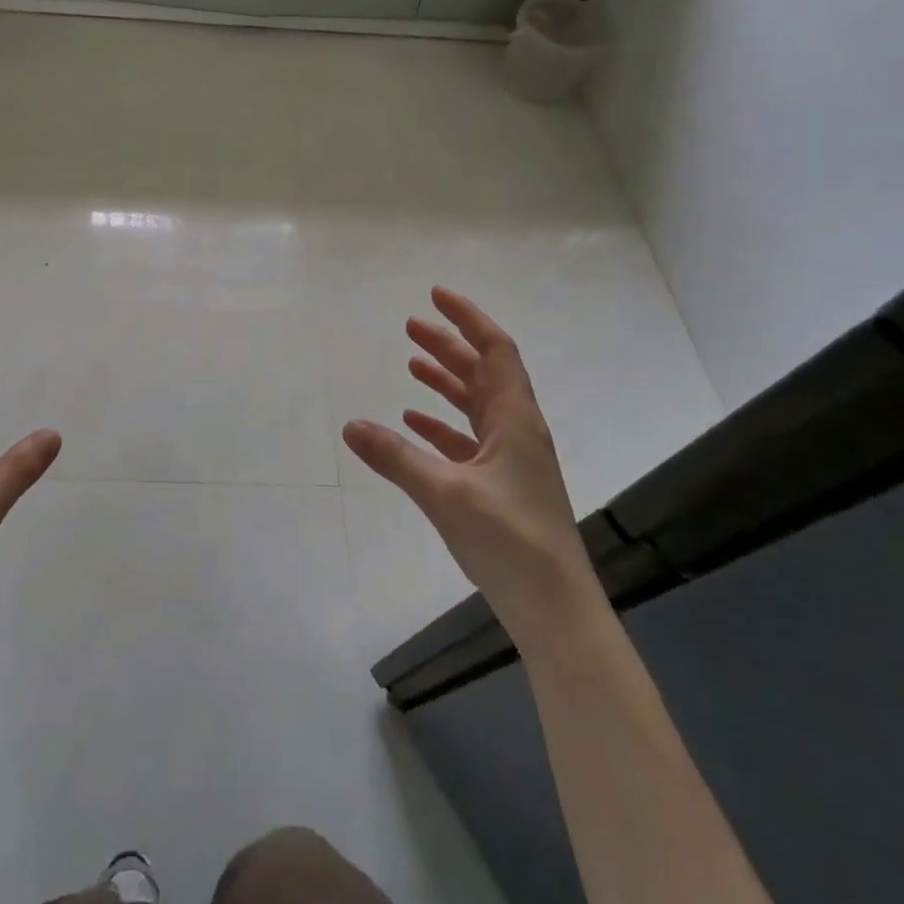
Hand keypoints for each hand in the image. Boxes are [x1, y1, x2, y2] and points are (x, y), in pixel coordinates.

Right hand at [343, 287, 593, 637]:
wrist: (555, 607)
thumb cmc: (509, 541)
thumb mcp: (445, 494)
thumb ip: (396, 458)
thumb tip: (349, 425)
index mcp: (515, 421)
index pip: (495, 351)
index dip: (468, 319)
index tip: (436, 295)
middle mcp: (517, 431)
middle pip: (483, 373)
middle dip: (449, 345)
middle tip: (411, 326)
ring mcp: (511, 460)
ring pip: (476, 405)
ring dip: (446, 382)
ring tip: (411, 365)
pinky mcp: (501, 486)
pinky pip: (469, 440)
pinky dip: (442, 425)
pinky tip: (415, 424)